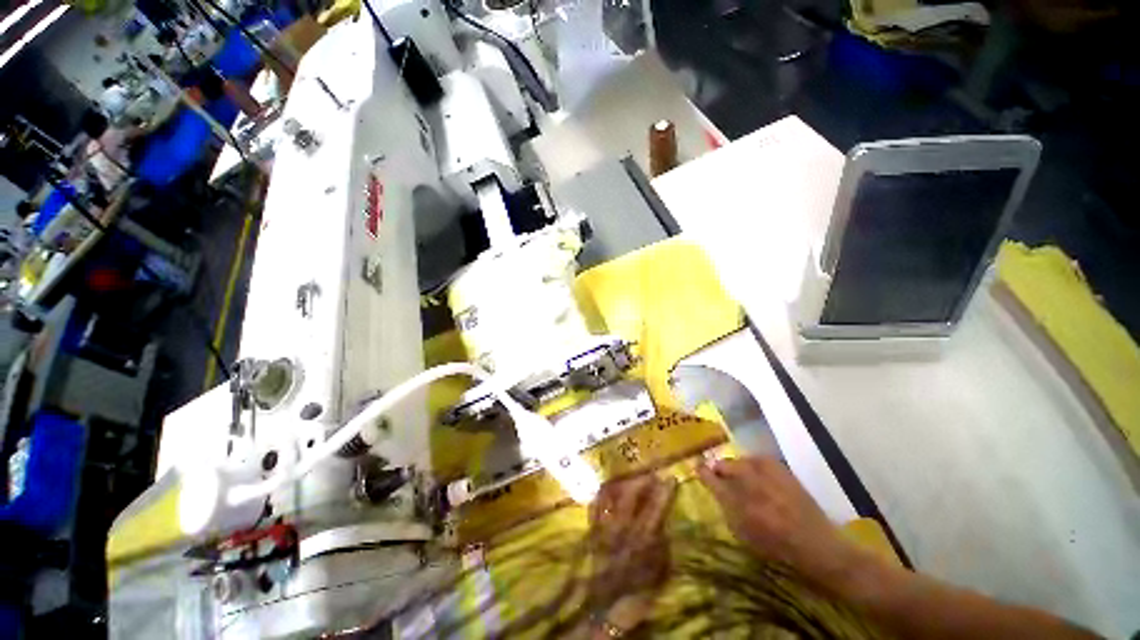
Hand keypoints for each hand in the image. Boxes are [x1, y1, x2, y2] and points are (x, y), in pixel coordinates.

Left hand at [587, 474, 677, 607]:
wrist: (607, 608)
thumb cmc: (639, 590)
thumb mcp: (660, 570)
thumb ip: (661, 542)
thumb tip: (662, 520)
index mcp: (641, 539)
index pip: (655, 508)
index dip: (664, 491)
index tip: (670, 477)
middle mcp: (621, 528)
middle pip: (631, 495)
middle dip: (642, 480)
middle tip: (651, 474)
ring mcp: (604, 526)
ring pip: (611, 495)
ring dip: (623, 483)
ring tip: (631, 477)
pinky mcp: (592, 530)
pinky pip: (596, 504)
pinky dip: (604, 494)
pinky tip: (610, 489)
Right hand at [698, 456, 860, 586]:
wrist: (815, 543)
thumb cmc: (774, 544)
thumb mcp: (741, 530)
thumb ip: (724, 505)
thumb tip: (711, 484)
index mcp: (735, 500)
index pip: (709, 476)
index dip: (702, 471)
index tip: (697, 468)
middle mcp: (747, 480)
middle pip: (724, 465)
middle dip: (720, 470)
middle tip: (722, 479)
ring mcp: (765, 471)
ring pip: (740, 461)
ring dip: (737, 468)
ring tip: (742, 479)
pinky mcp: (780, 468)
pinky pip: (758, 460)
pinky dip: (753, 466)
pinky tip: (758, 476)